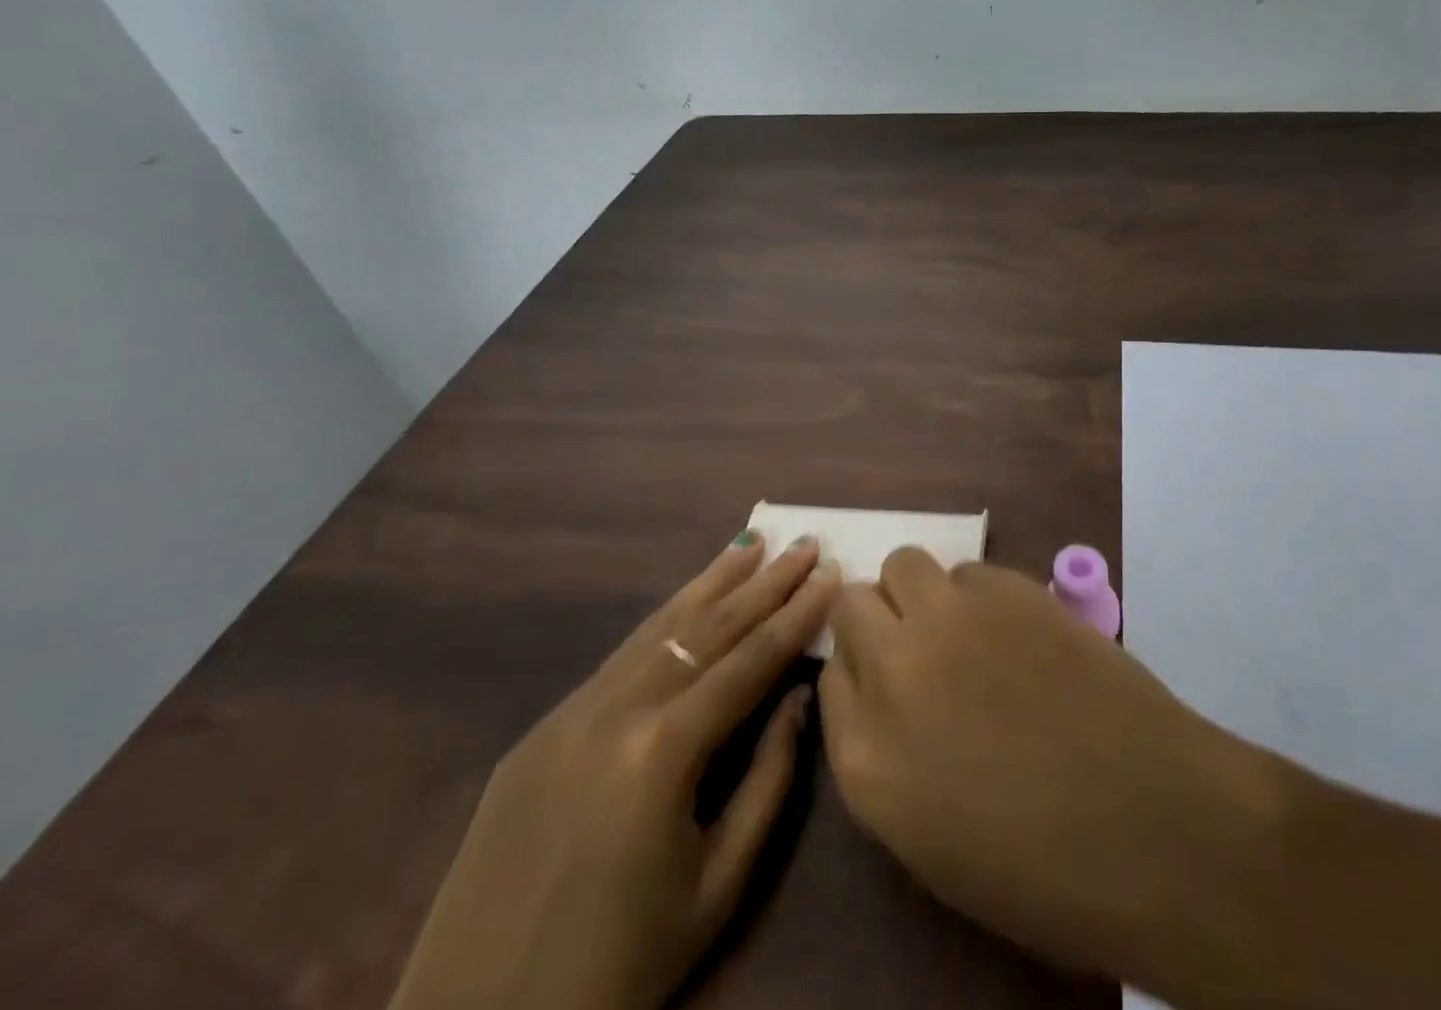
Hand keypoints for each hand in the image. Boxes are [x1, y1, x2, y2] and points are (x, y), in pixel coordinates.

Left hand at [388, 531, 839, 1009]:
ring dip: (712, 582)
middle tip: (805, 542)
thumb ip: (769, 779)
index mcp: (662, 753)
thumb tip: (799, 695)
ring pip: (659, 628)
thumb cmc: (619, 967)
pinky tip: (689, 600)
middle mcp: (615, 712)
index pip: (748, 660)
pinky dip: (665, 620)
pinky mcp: (541, 729)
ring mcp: (570, 713)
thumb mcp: (719, 885)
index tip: (831, 572)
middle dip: (764, 582)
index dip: (796, 613)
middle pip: (707, 628)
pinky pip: (620, 659)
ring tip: (752, 542)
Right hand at [818, 549, 1295, 988]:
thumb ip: (886, 753)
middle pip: (853, 605)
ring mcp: (950, 620)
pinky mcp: (1008, 587)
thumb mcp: (929, 837)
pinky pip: (968, 570)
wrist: (1152, 823)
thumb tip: (883, 690)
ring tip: (962, 626)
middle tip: (921, 645)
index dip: (859, 672)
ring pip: (904, 564)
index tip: (885, 681)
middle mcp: (893, 671)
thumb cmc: (1042, 865)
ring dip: (921, 592)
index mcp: (865, 759)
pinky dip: (978, 592)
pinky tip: (1015, 628)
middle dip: (877, 619)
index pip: (829, 677)